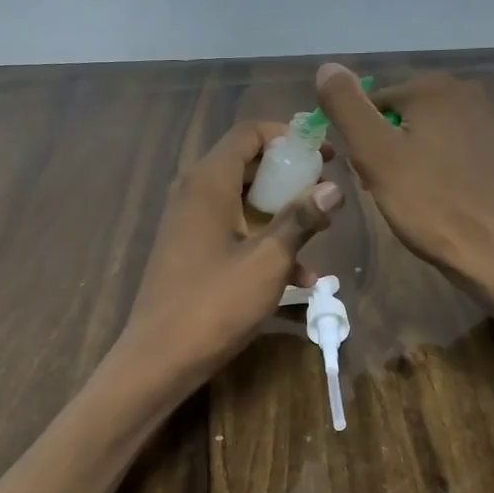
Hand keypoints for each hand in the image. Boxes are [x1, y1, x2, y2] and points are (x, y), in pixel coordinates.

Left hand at [119, 120, 343, 392]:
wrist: (159, 359)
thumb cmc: (215, 303)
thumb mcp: (268, 260)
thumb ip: (301, 219)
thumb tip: (334, 188)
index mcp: (208, 182)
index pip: (249, 133)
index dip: (288, 137)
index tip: (324, 154)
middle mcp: (194, 193)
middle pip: (248, 165)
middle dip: (291, 176)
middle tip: (327, 193)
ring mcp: (190, 223)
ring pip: (244, 201)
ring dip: (282, 214)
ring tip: (322, 231)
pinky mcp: (191, 251)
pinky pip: (233, 232)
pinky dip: (263, 243)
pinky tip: (301, 279)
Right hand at [315, 63, 493, 304]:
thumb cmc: (430, 204)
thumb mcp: (375, 155)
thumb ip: (347, 106)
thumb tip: (326, 66)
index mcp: (433, 87)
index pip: (373, 103)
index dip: (362, 140)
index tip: (367, 176)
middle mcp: (466, 93)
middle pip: (404, 116)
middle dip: (389, 148)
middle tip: (390, 190)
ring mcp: (491, 123)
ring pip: (430, 134)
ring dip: (415, 160)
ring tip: (416, 199)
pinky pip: (457, 152)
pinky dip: (444, 171)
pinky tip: (444, 200)